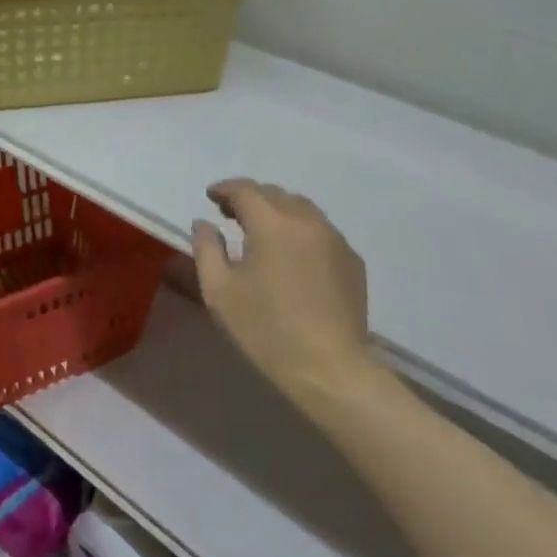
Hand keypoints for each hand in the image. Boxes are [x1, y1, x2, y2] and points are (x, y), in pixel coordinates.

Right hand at [192, 180, 383, 406]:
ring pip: (302, 209)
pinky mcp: (352, 261)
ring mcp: (335, 239)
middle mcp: (307, 221)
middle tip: (231, 215)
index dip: (225, 189)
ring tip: (261, 231)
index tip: (211, 197)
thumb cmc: (265, 328)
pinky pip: (321, 231)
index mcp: (272, 223)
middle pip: (275, 194)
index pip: (245, 190)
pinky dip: (300, 231)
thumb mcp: (219, 291)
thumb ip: (206, 249)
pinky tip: (292, 254)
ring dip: (278, 211)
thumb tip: (204, 223)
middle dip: (250, 198)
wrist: (328, 367)